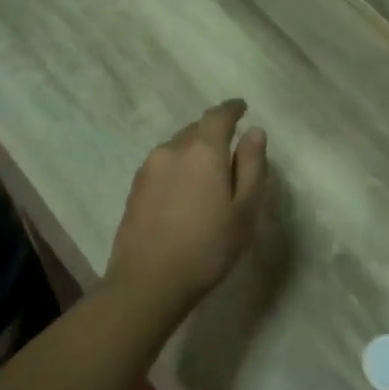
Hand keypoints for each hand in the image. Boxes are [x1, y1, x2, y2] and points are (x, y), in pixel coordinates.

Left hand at [108, 99, 267, 313]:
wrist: (148, 282)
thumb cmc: (208, 247)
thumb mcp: (244, 209)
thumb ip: (252, 166)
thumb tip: (254, 132)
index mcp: (202, 150)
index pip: (218, 115)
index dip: (232, 109)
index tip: (242, 108)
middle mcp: (171, 150)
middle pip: (196, 130)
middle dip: (214, 133)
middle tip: (230, 151)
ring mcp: (148, 169)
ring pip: (177, 148)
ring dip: (194, 152)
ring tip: (208, 176)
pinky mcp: (134, 189)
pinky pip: (163, 166)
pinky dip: (178, 169)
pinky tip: (184, 194)